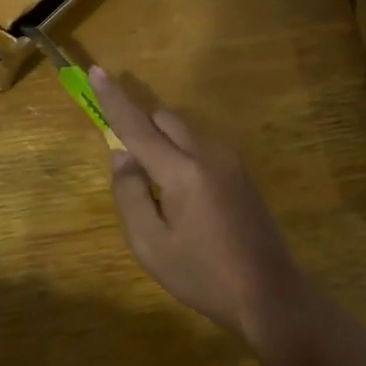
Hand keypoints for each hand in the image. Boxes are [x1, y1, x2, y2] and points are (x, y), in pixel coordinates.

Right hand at [90, 67, 309, 344]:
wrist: (269, 294)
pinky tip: (187, 204)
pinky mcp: (242, 175)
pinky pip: (202, 150)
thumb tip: (122, 157)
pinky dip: (183, 158)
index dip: (113, 99)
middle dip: (142, 129)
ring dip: (164, 146)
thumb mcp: (150, 244)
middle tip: (132, 171)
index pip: (138, 126)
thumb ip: (129, 194)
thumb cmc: (202, 274)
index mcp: (182, 172)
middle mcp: (208, 155)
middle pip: (166, 120)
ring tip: (162, 199)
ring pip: (186, 134)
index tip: (96, 71)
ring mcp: (230, 163)